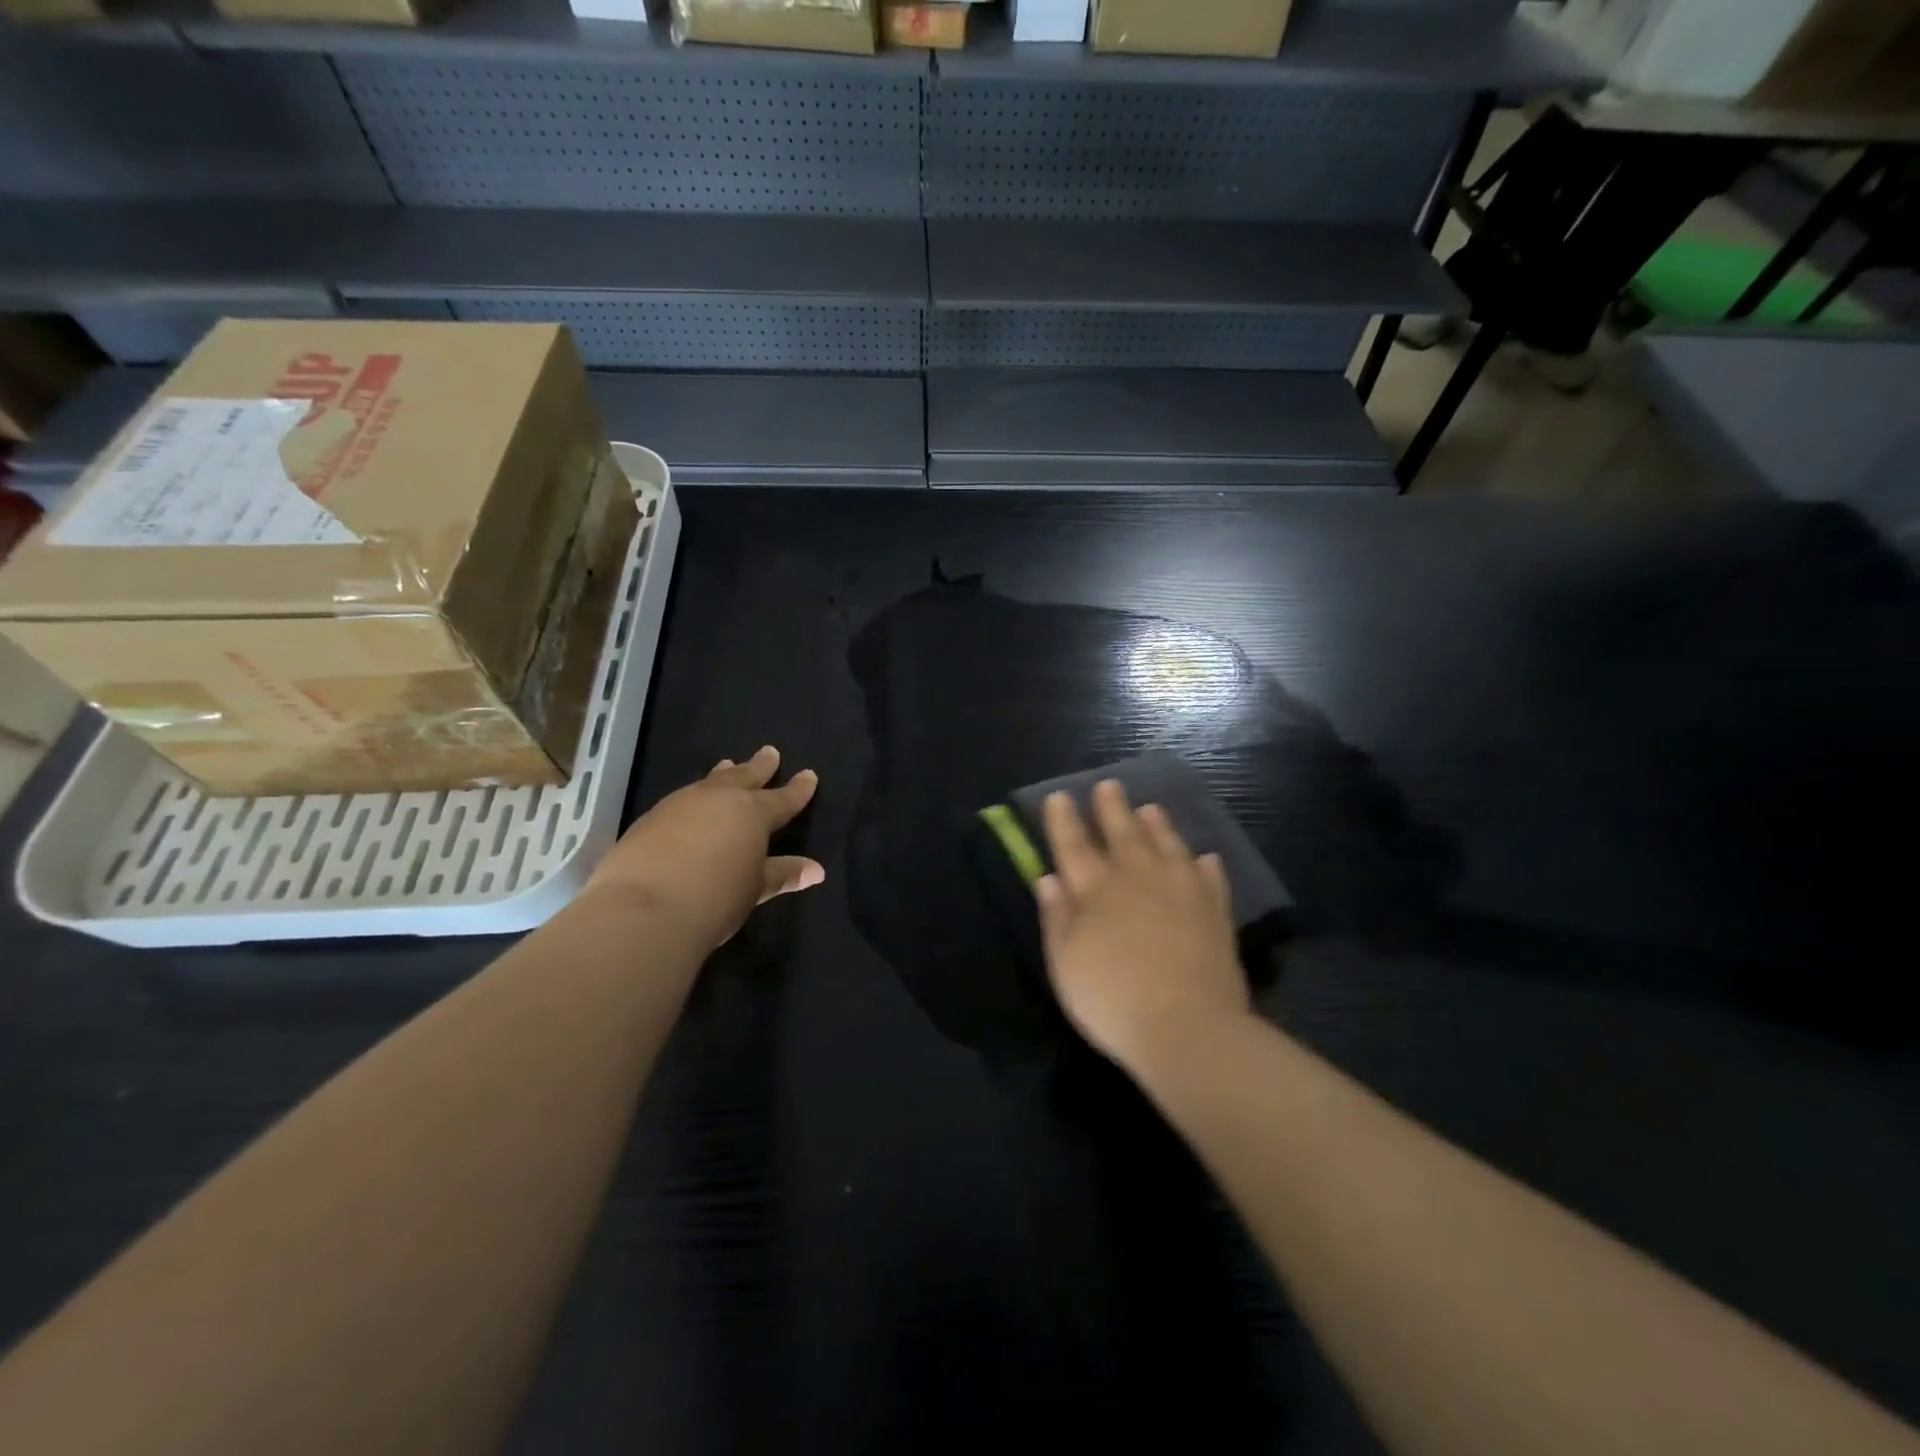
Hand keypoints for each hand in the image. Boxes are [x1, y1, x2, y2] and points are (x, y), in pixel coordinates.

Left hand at [586, 745, 822, 950]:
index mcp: (752, 813)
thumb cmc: (714, 898)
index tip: (809, 775)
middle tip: (770, 752)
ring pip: (710, 782)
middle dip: (760, 766)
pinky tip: (691, 805)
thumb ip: (782, 874)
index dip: (798, 789)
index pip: (783, 798)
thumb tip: (816, 870)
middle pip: (744, 776)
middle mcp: (719, 799)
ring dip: (724, 774)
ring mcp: (681, 804)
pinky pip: (683, 798)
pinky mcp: (650, 818)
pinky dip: (695, 796)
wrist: (643, 909)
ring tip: (728, 764)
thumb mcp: (755, 889)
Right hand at [1035, 779, 1249, 1072]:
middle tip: (1109, 785)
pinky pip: (1211, 879)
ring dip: (1158, 826)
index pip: (1074, 846)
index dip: (1064, 820)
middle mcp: (1138, 880)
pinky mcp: (1215, 913)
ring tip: (1151, 808)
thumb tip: (1048, 877)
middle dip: (1112, 809)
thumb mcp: (1065, 963)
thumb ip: (1056, 917)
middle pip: (1123, 835)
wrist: (1187, 1027)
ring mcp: (1182, 892)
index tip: (1060, 796)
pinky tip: (1205, 857)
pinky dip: (1205, 866)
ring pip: (1168, 847)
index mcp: (1097, 891)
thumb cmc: (1113, 999)